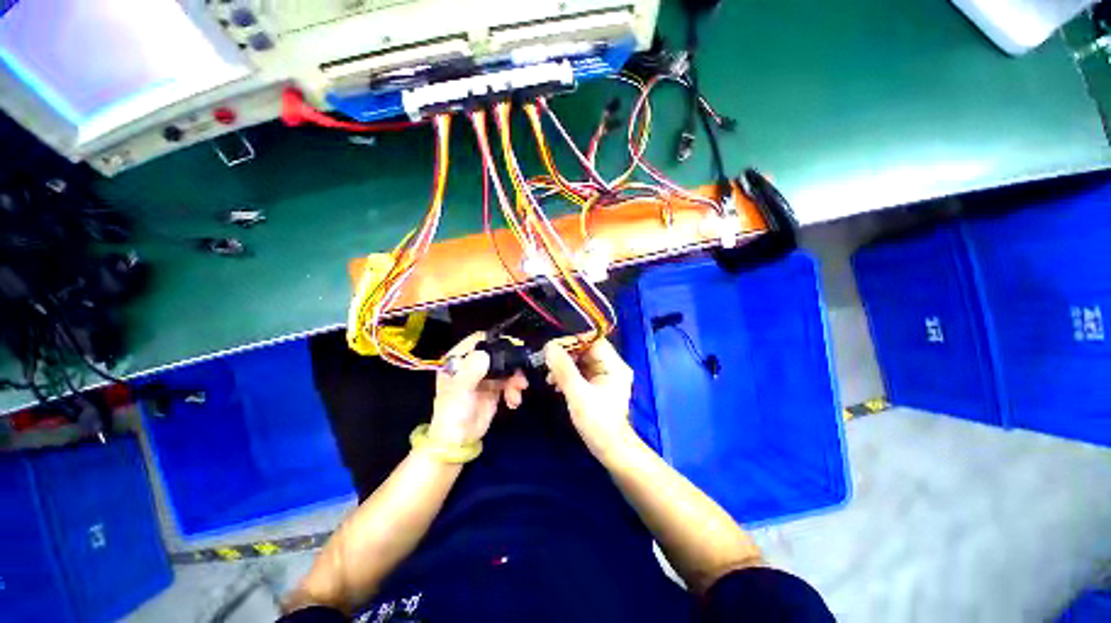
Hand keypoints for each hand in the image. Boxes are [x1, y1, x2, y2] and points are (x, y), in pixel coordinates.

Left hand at [429, 333, 528, 445]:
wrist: (458, 441)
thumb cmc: (453, 412)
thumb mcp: (460, 390)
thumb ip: (472, 370)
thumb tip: (487, 354)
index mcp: (459, 359)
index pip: (478, 340)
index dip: (494, 341)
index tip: (511, 348)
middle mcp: (472, 364)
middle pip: (497, 353)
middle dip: (510, 363)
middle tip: (520, 373)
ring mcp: (484, 375)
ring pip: (506, 367)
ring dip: (515, 378)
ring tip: (518, 392)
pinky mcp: (495, 387)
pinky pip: (509, 381)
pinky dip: (514, 389)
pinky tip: (513, 401)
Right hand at [544, 337, 635, 459]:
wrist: (610, 450)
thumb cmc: (598, 423)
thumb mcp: (578, 395)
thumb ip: (564, 370)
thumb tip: (549, 346)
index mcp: (614, 365)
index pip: (593, 340)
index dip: (573, 340)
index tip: (553, 347)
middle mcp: (611, 366)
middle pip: (586, 349)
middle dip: (566, 354)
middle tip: (547, 362)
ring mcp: (604, 375)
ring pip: (581, 360)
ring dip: (564, 365)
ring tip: (550, 377)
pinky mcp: (597, 384)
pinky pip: (580, 371)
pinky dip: (567, 374)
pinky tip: (555, 383)